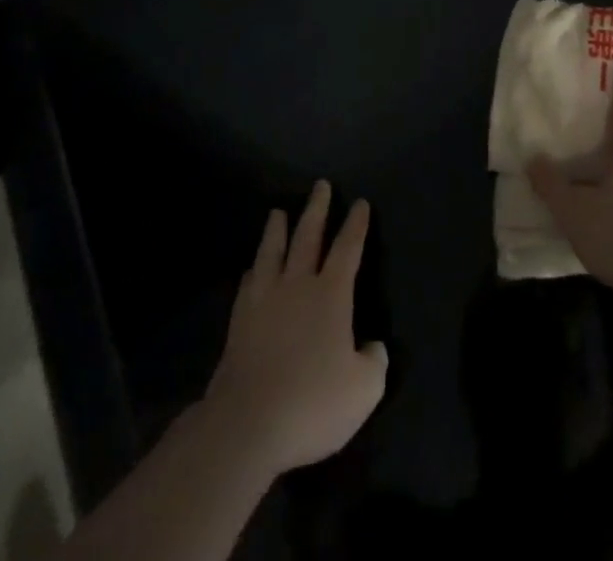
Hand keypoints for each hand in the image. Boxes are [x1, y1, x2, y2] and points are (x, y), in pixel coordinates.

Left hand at [200, 181, 387, 476]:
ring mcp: (264, 303)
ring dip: (277, 231)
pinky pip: (248, 286)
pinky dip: (254, 272)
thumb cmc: (312, 403)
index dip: (356, 225)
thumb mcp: (364, 389)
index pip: (347, 248)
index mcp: (331, 294)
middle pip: (308, 237)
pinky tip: (253, 270)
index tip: (360, 203)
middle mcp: (298, 286)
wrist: (246, 426)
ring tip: (278, 212)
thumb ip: (374, 361)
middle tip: (320, 186)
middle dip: (317, 210)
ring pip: (272, 253)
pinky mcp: (238, 325)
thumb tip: (372, 347)